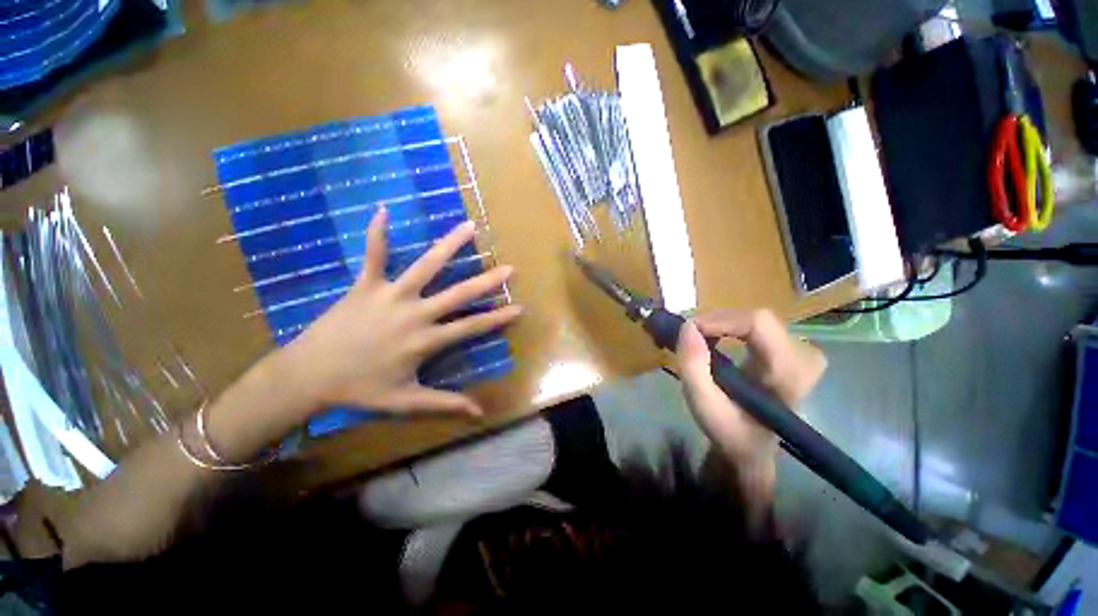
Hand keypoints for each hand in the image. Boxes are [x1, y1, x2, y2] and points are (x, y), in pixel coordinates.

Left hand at [277, 207, 521, 418]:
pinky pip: (372, 255)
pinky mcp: (365, 285)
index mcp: (425, 340)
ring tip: (468, 226)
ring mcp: (390, 295)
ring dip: (449, 245)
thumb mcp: (406, 402)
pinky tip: (382, 209)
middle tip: (508, 268)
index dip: (497, 318)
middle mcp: (414, 313)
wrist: (308, 376)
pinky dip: (377, 233)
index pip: (471, 327)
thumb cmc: (360, 389)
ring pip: (425, 266)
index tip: (519, 307)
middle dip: (486, 281)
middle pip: (457, 294)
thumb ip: (444, 404)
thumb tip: (479, 413)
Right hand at [677, 309, 825, 474]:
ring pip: (753, 319)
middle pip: (755, 319)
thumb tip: (688, 326)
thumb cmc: (730, 430)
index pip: (759, 323)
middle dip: (717, 323)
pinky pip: (756, 325)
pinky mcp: (791, 350)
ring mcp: (801, 352)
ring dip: (721, 325)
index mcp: (789, 374)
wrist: (752, 448)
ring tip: (700, 341)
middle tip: (690, 338)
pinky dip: (729, 328)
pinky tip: (716, 341)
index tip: (690, 330)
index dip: (721, 320)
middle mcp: (804, 357)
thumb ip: (693, 366)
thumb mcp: (703, 405)